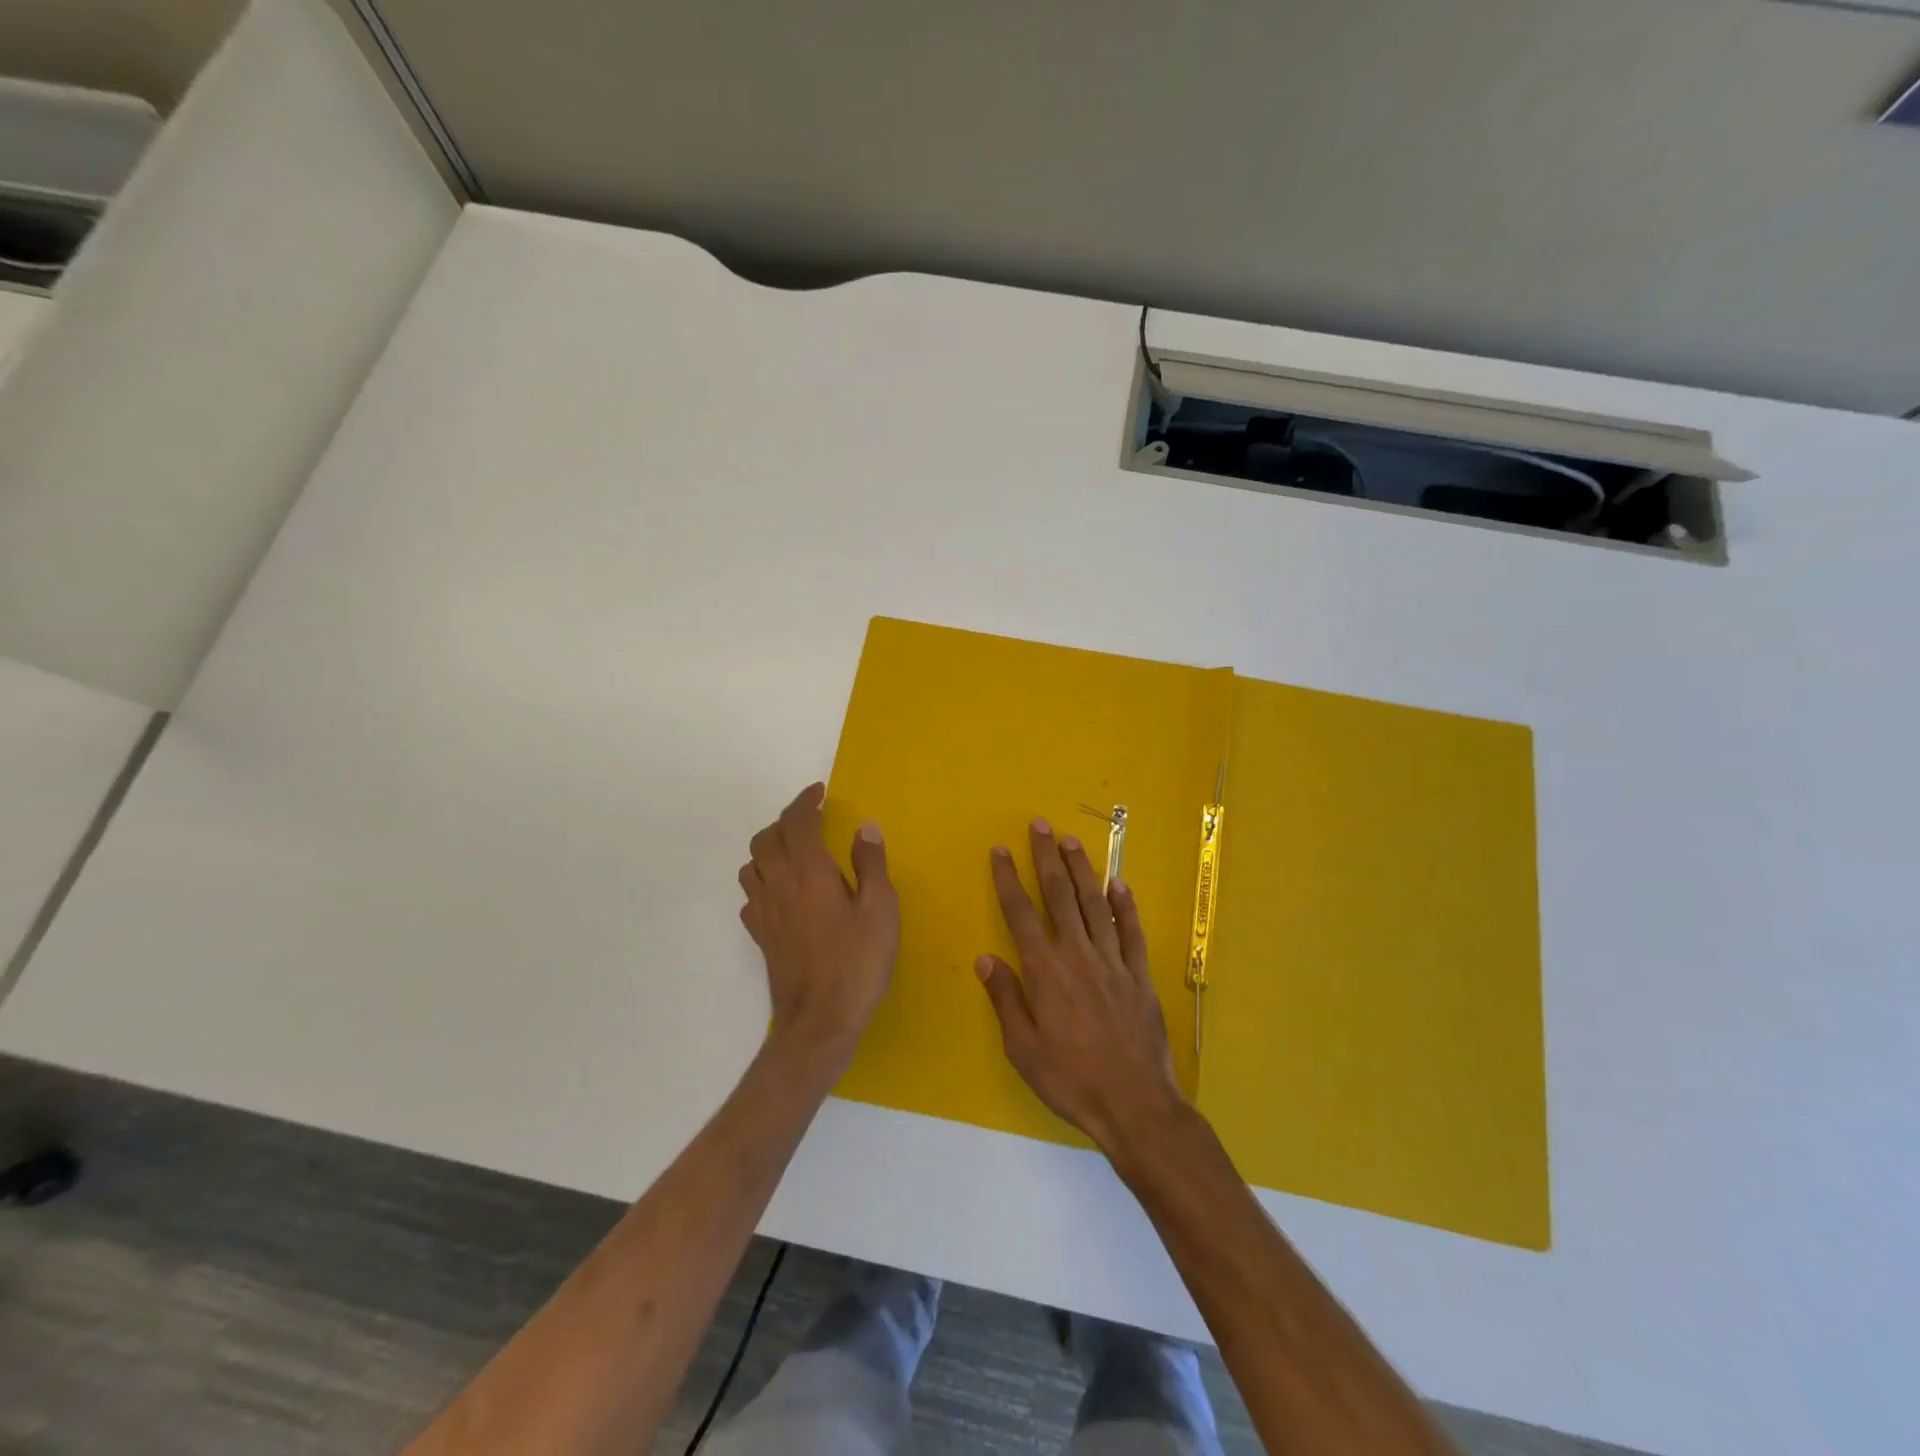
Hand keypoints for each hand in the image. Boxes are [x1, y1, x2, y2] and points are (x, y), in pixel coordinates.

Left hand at [739, 783, 897, 1063]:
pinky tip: (782, 891)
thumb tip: (864, 828)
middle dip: (785, 821)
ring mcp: (763, 912)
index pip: (796, 822)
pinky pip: (751, 894)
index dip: (805, 802)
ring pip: (752, 864)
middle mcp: (778, 884)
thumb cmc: (857, 963)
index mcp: (808, 871)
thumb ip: (871, 864)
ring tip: (794, 850)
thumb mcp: (880, 910)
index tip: (819, 793)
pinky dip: (763, 879)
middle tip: (810, 819)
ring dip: (769, 848)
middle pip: (766, 838)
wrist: (819, 1022)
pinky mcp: (760, 936)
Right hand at [976, 819, 1186, 1154]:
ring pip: (1095, 904)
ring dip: (1082, 870)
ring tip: (1072, 841)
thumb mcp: (1023, 1048)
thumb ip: (1005, 998)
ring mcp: (1113, 962)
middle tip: (1039, 826)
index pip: (1021, 913)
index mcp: (1046, 971)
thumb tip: (986, 958)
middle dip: (1046, 858)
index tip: (1000, 851)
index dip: (1008, 879)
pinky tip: (1119, 884)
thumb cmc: (1070, 1079)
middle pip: (1059, 896)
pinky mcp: (1139, 975)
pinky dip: (1125, 906)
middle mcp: (1078, 955)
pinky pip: (1132, 931)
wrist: (1134, 1104)